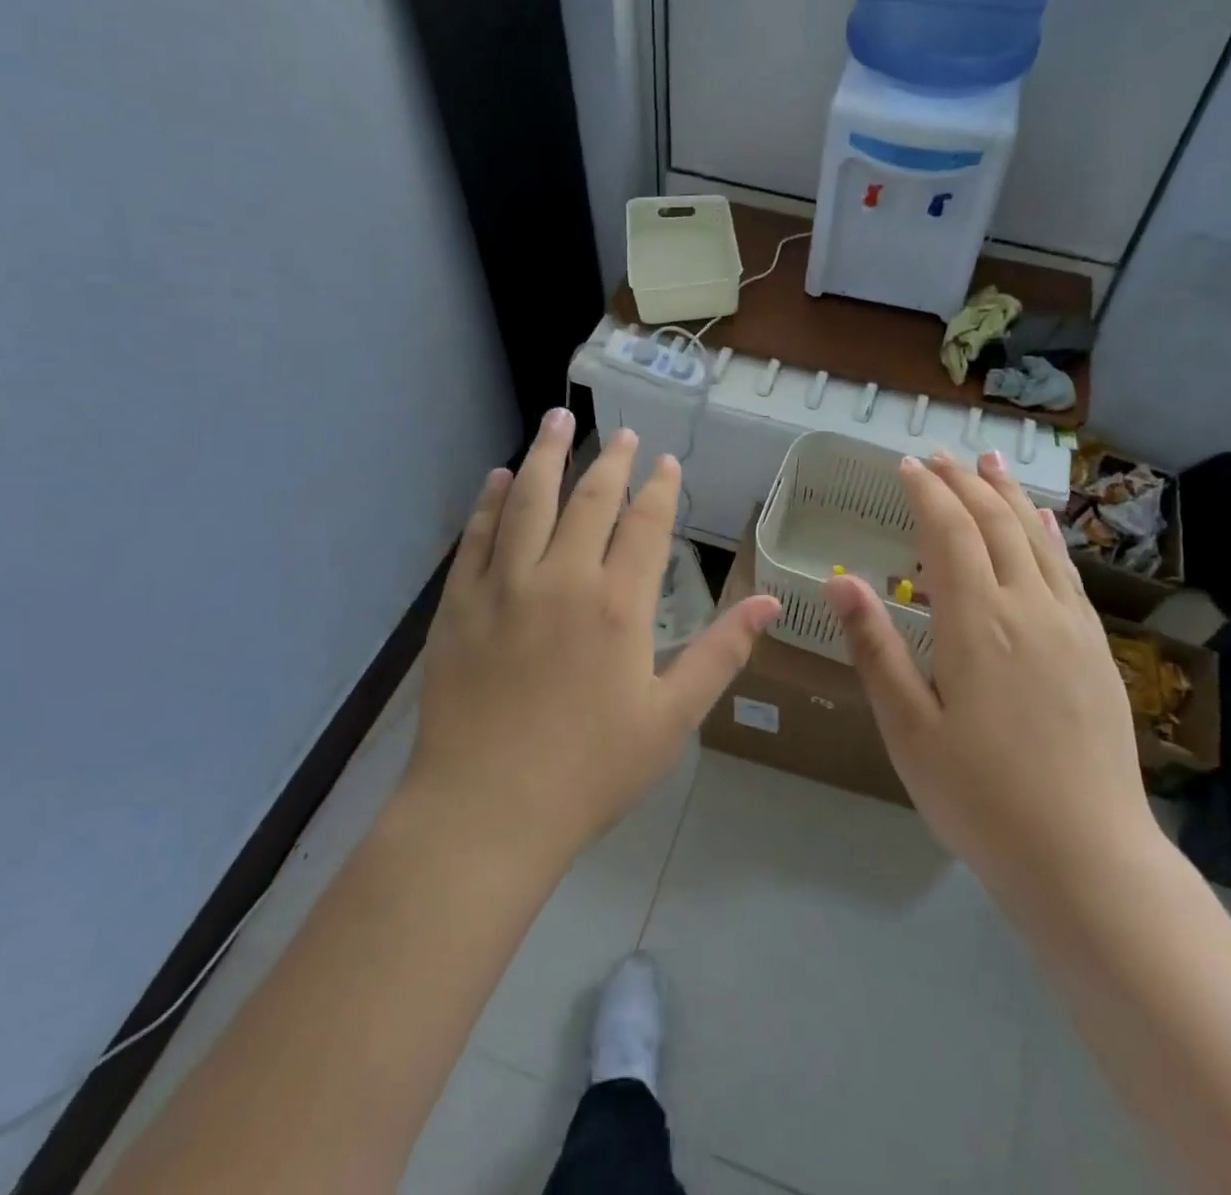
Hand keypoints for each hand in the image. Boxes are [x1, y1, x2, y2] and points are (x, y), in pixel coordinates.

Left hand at [408, 409, 779, 862]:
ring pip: (528, 501)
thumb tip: (771, 603)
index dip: (658, 488)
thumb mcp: (671, 718)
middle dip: (609, 461)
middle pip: (589, 500)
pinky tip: (499, 477)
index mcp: (618, 605)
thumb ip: (721, 653)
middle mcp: (562, 579)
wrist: (486, 812)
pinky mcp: (459, 604)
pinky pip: (476, 537)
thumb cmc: (590, 771)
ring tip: (557, 419)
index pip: (644, 525)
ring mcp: (504, 586)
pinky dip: (489, 501)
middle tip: (621, 433)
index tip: (664, 462)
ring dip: (545, 456)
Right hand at [824, 450, 1157, 902]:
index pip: (949, 532)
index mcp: (976, 622)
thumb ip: (876, 648)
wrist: (1086, 858)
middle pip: (995, 524)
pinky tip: (1042, 524)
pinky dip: (1048, 535)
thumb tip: (840, 581)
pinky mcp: (1097, 650)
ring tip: (990, 463)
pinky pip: (1068, 572)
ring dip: (1009, 495)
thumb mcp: (908, 728)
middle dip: (965, 482)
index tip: (906, 466)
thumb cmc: (980, 797)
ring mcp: (1070, 626)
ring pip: (1037, 539)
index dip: (927, 492)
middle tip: (941, 456)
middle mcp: (1028, 608)